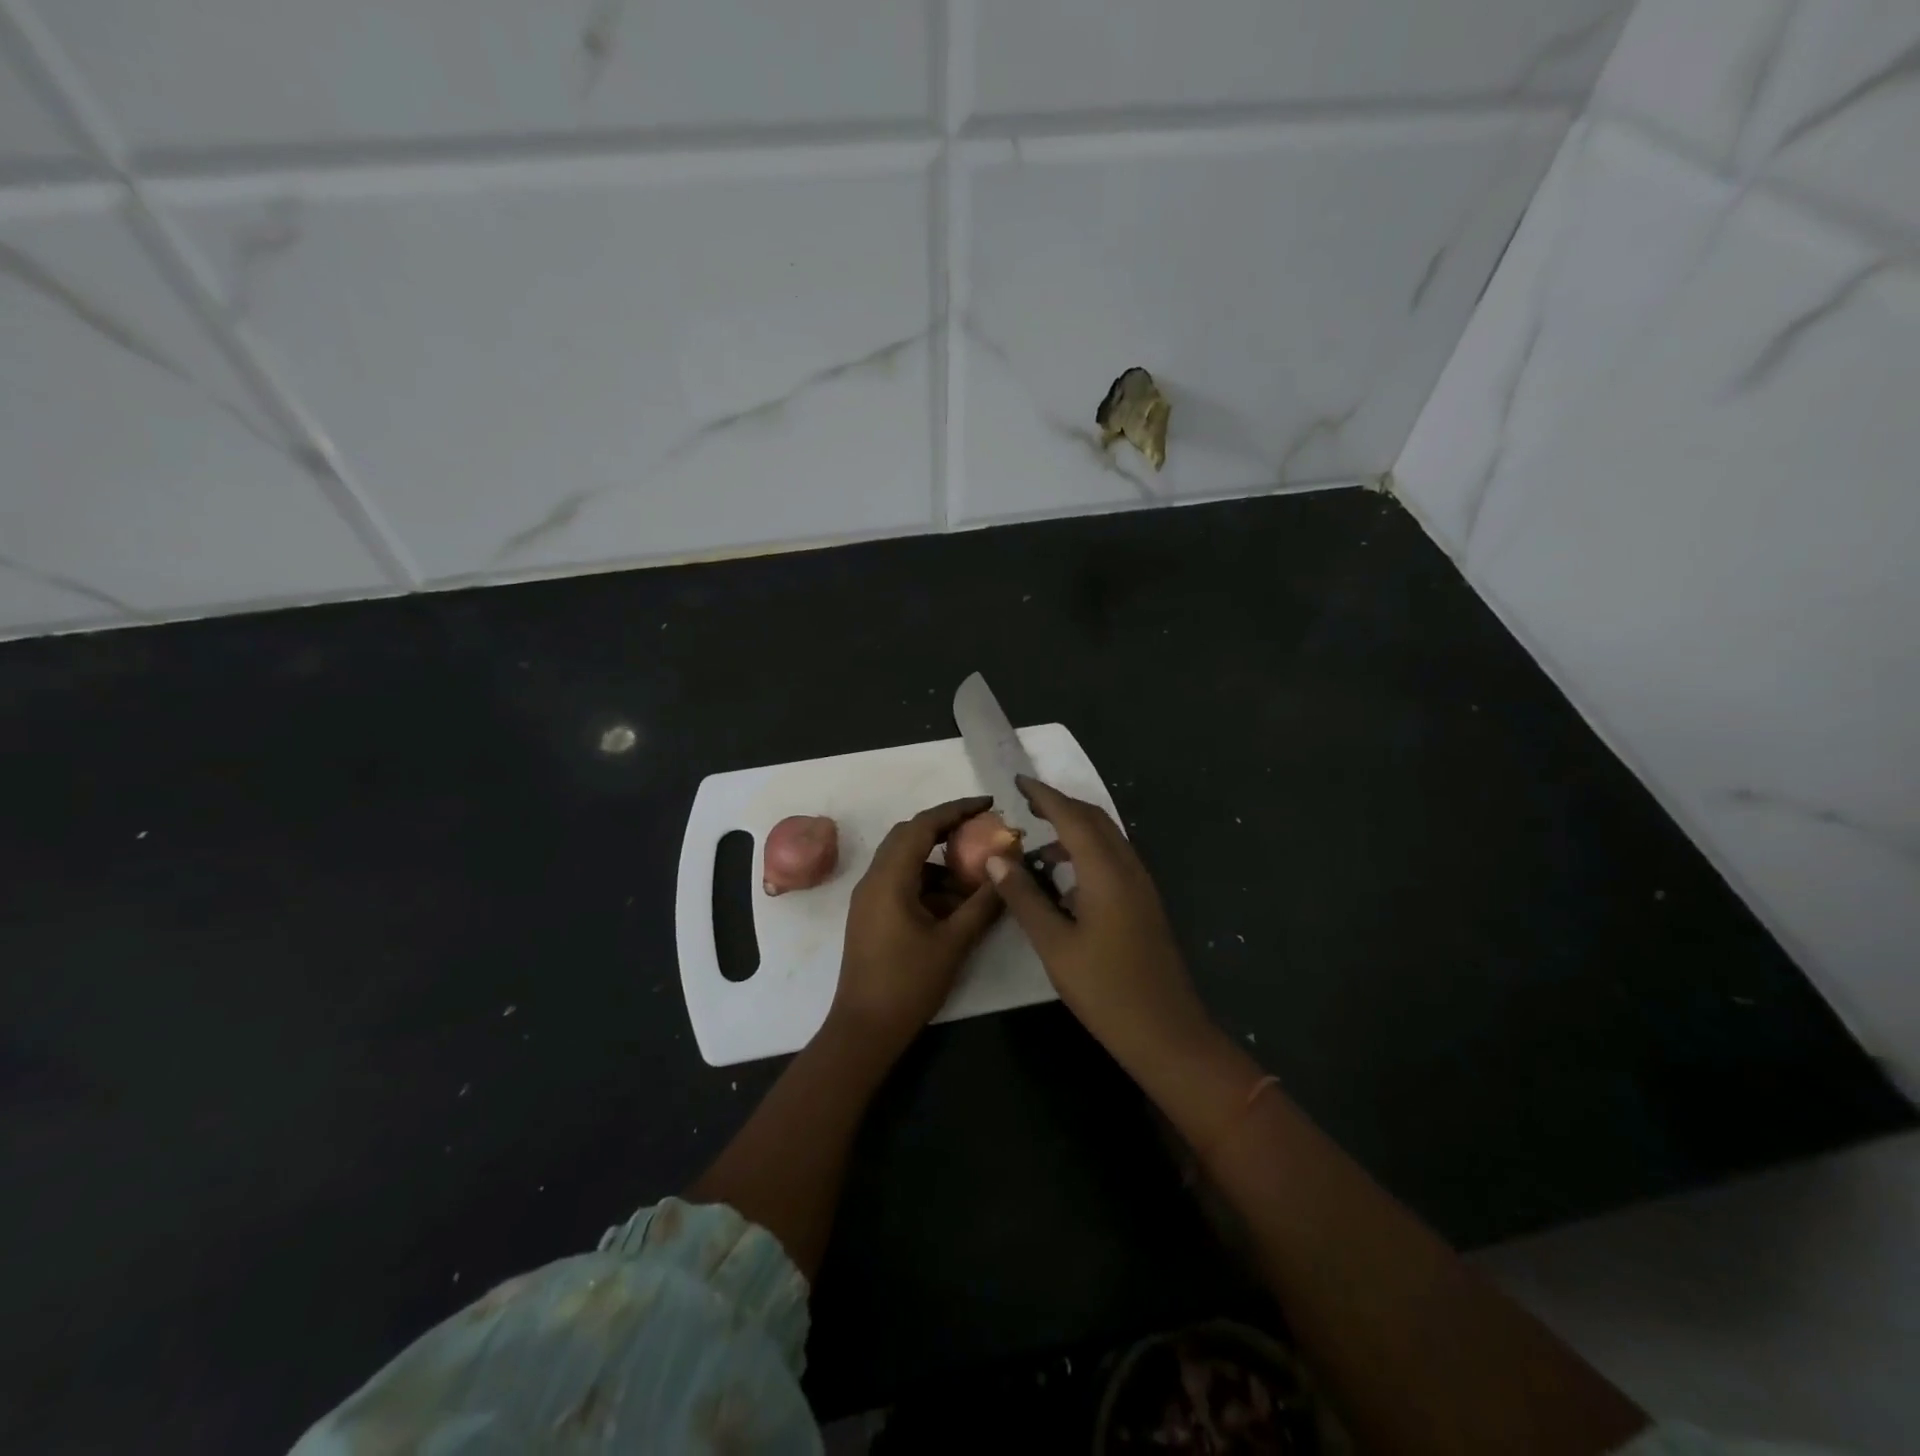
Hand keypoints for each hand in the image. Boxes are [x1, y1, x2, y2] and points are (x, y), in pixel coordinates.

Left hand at [830, 796, 1003, 1056]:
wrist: (864, 1029)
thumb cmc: (908, 984)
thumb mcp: (954, 942)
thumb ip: (983, 903)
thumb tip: (1007, 869)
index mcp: (889, 878)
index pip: (923, 825)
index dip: (956, 810)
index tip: (987, 804)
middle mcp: (873, 879)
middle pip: (909, 836)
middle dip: (947, 830)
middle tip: (982, 832)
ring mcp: (869, 897)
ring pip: (905, 860)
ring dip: (939, 861)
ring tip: (975, 876)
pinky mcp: (871, 914)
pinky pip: (901, 882)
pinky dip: (928, 882)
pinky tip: (955, 903)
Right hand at [985, 776, 1213, 1068]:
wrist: (1166, 1032)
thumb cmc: (1105, 990)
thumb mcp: (1054, 945)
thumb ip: (1024, 898)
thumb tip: (996, 858)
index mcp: (1106, 872)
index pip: (1072, 817)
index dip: (1044, 796)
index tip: (1018, 782)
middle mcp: (1128, 867)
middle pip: (1094, 819)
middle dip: (1060, 805)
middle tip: (1025, 806)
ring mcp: (1141, 884)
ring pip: (1107, 838)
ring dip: (1074, 829)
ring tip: (1037, 845)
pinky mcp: (1144, 902)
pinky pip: (1113, 858)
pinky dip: (1087, 851)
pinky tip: (1065, 876)